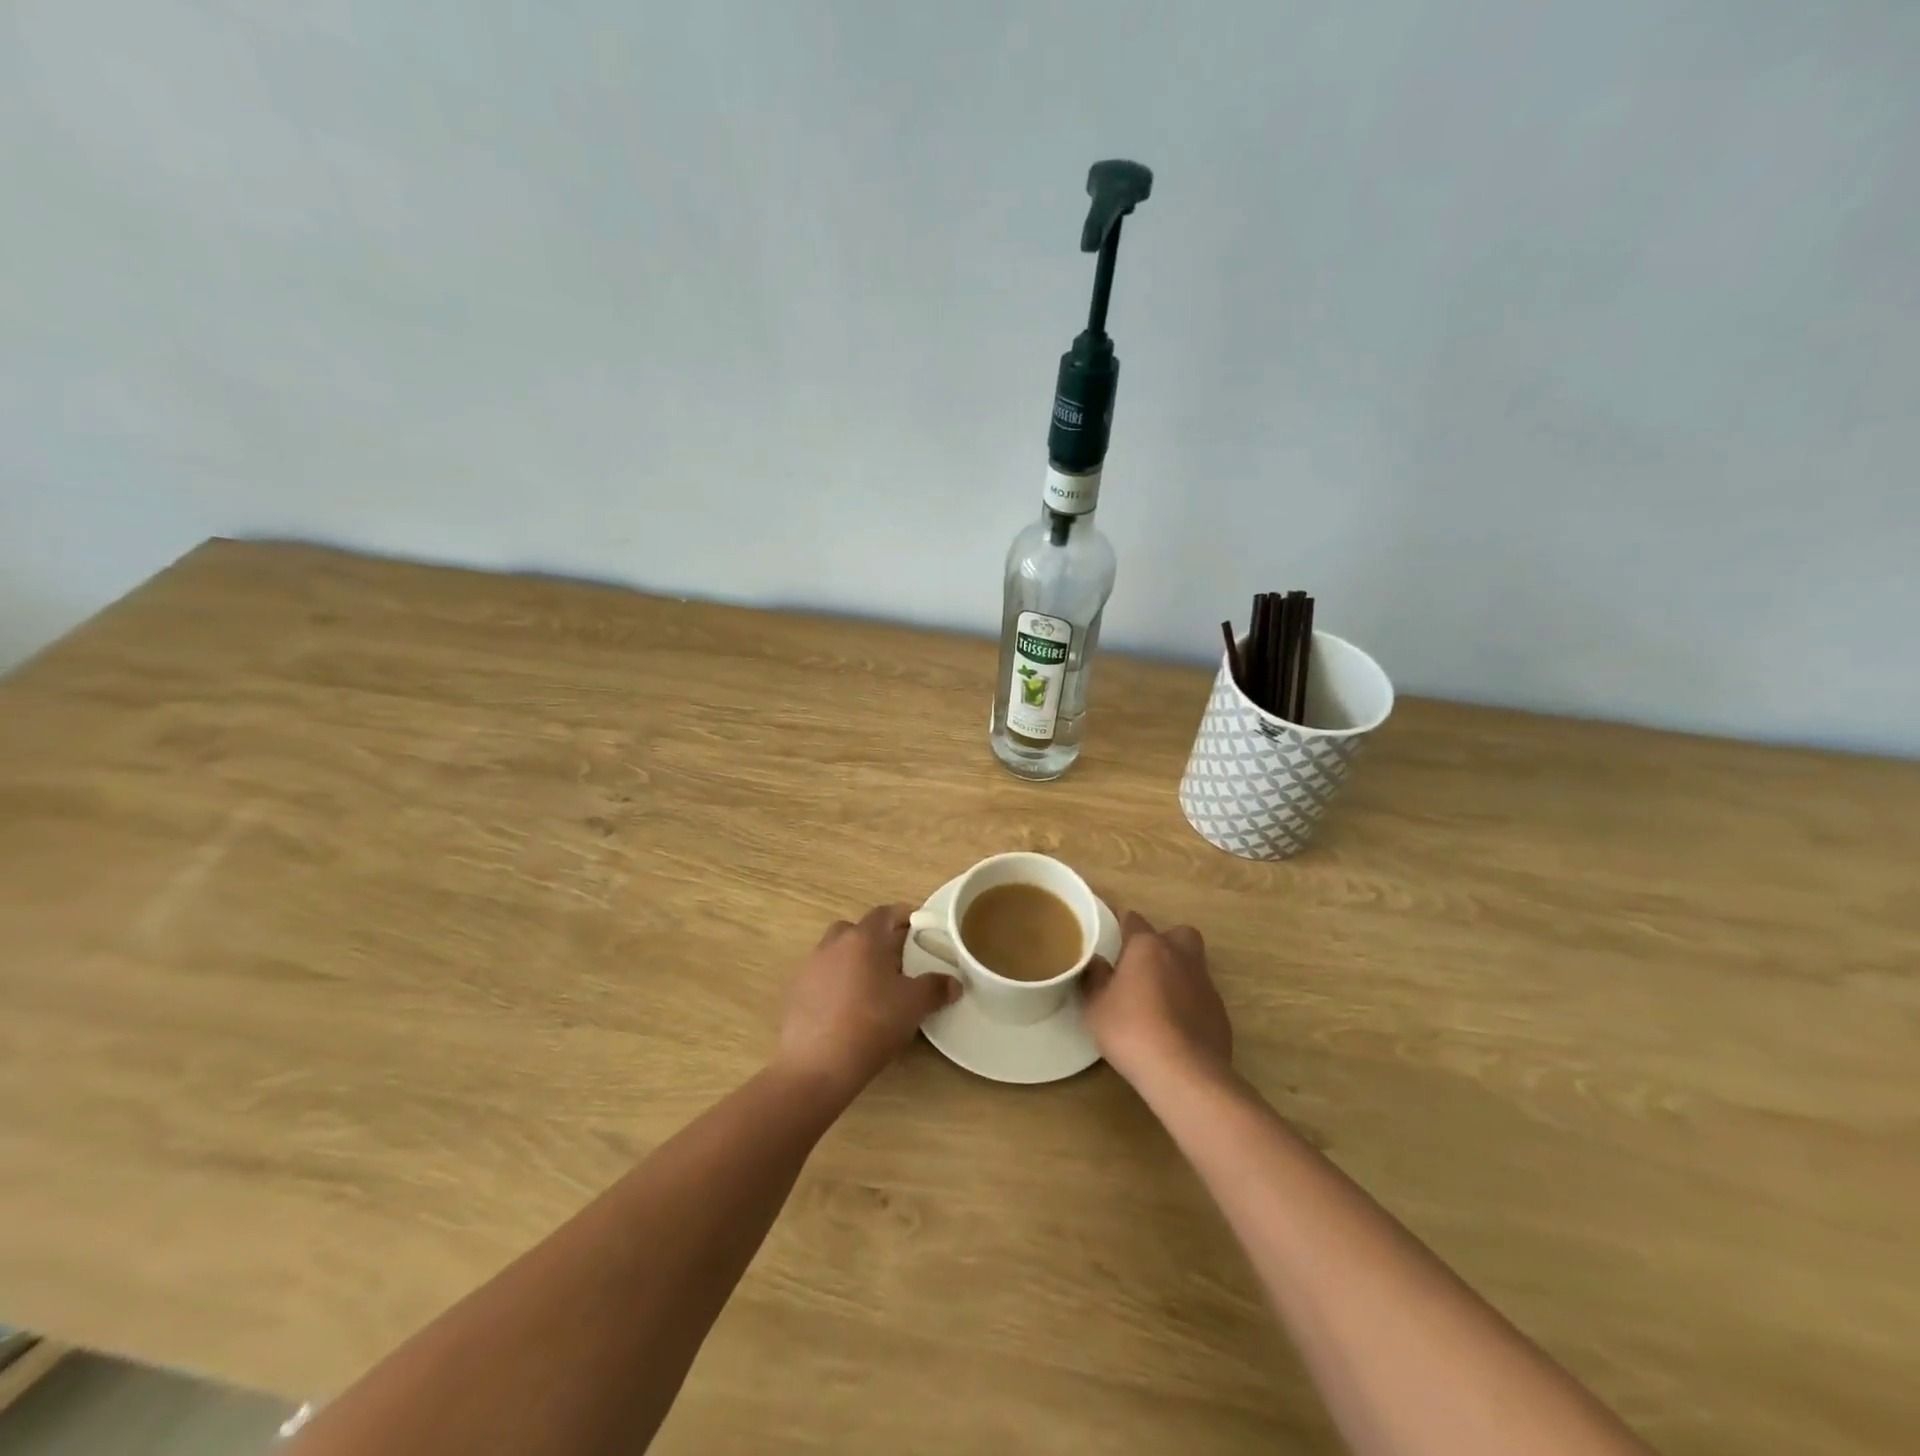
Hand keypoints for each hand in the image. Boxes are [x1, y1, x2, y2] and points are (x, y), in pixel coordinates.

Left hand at [777, 905, 958, 1095]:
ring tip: (874, 986)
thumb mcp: (913, 1006)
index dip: (903, 916)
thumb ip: (936, 988)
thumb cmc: (871, 1024)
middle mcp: (833, 944)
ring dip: (855, 962)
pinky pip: (822, 977)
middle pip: (857, 930)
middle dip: (877, 940)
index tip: (919, 927)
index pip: (885, 913)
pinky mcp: (796, 993)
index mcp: (863, 938)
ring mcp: (810, 968)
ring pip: (837, 953)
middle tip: (898, 960)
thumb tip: (954, 982)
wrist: (816, 1066)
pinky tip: (849, 1009)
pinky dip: (837, 984)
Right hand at [1083, 911, 1232, 1087]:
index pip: (1134, 920)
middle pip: (1177, 934)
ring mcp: (1205, 983)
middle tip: (1145, 965)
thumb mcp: (1096, 1007)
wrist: (1184, 1073)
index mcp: (1147, 947)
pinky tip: (1176, 1026)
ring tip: (1158, 1000)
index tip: (1112, 936)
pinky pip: (1202, 996)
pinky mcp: (1220, 1012)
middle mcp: (1180, 955)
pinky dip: (1190, 1003)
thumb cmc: (1131, 1031)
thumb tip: (1097, 962)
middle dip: (1163, 942)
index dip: (1122, 925)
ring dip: (1178, 974)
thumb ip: (1095, 979)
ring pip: (1193, 964)